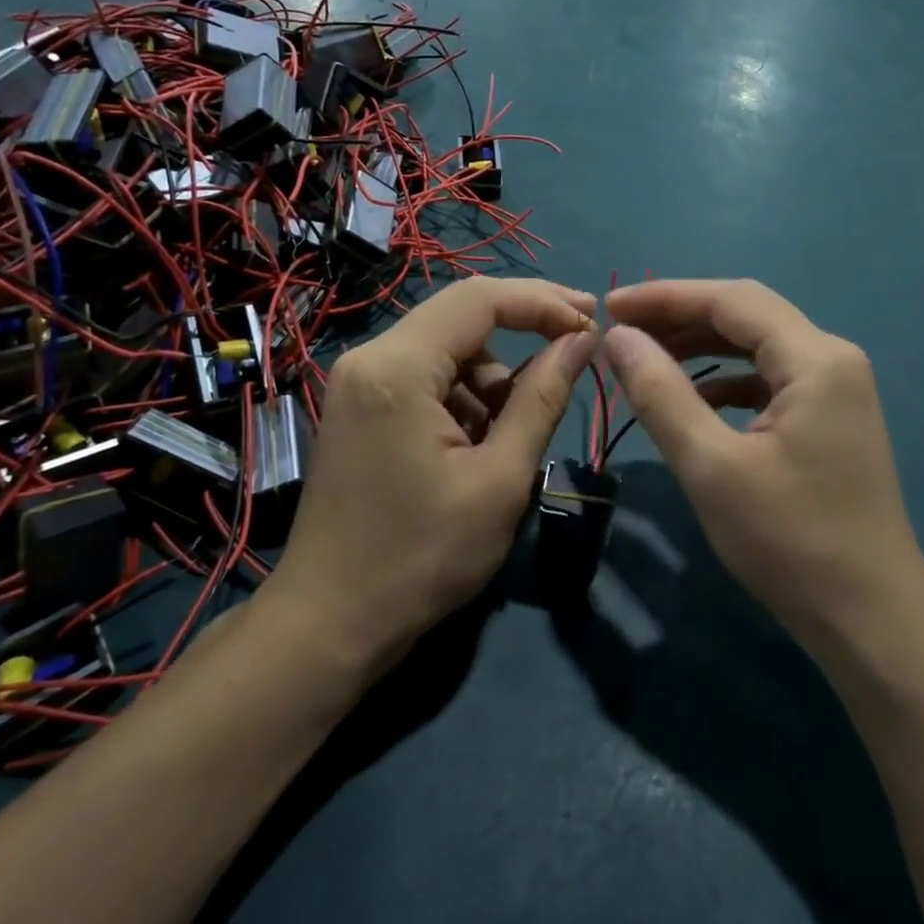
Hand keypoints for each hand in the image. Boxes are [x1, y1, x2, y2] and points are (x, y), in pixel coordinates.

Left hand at [264, 278, 597, 663]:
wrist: (330, 624)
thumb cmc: (422, 558)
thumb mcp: (500, 479)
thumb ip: (543, 398)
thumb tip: (583, 339)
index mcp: (397, 368)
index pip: (480, 300)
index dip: (544, 301)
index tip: (593, 317)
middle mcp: (369, 358)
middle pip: (461, 316)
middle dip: (524, 329)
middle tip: (577, 348)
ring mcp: (357, 382)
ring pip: (447, 349)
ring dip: (492, 377)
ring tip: (512, 436)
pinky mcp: (358, 406)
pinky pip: (425, 377)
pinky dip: (463, 397)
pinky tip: (475, 446)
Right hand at [603, 280, 921, 649]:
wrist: (870, 619)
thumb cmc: (789, 541)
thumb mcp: (710, 466)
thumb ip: (661, 393)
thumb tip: (620, 338)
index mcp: (816, 359)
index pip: (731, 299)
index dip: (665, 296)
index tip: (609, 306)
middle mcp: (833, 360)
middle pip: (748, 316)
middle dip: (681, 317)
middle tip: (621, 332)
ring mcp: (837, 391)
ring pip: (758, 347)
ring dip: (701, 348)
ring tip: (646, 358)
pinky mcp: (831, 420)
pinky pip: (770, 380)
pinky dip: (726, 381)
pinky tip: (695, 400)